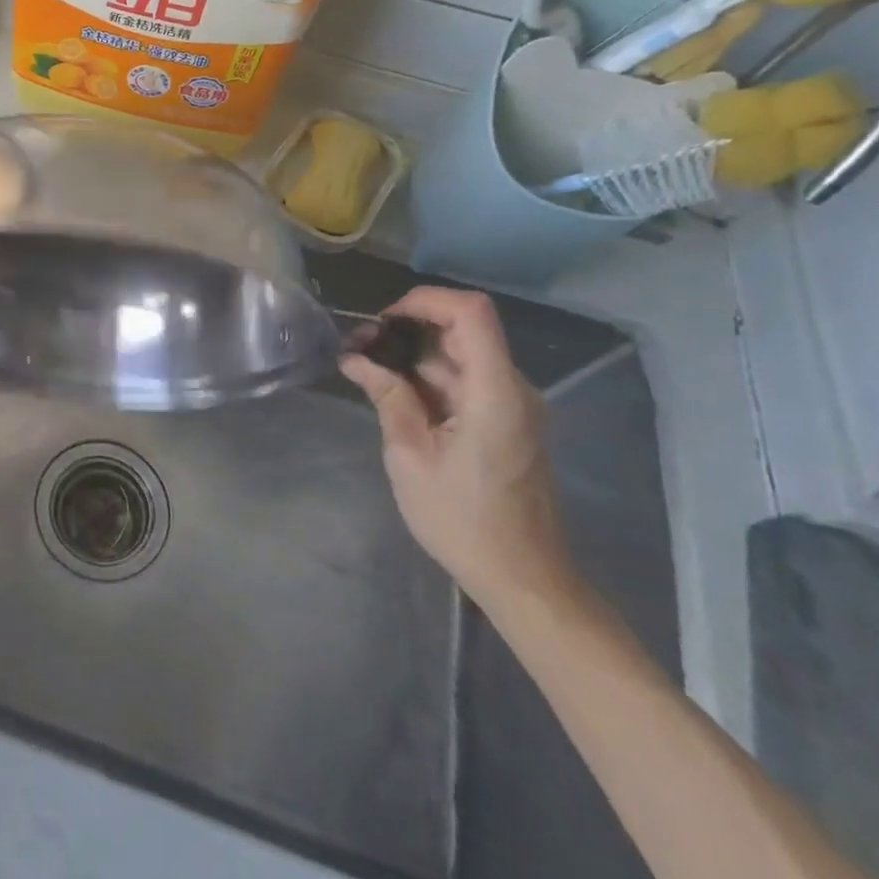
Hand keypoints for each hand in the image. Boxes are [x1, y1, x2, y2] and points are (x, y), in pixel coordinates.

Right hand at [338, 286, 575, 612]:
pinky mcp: (506, 421)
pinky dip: (428, 378)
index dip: (425, 301)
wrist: (523, 578)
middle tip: (359, 350)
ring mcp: (512, 405)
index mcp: (495, 394)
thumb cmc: (462, 521)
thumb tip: (356, 359)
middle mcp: (512, 389)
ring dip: (413, 356)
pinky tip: (392, 395)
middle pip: (462, 330)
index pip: (471, 312)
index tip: (381, 320)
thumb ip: (388, 397)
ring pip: (459, 356)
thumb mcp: (410, 457)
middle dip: (406, 329)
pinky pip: (464, 382)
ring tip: (365, 372)